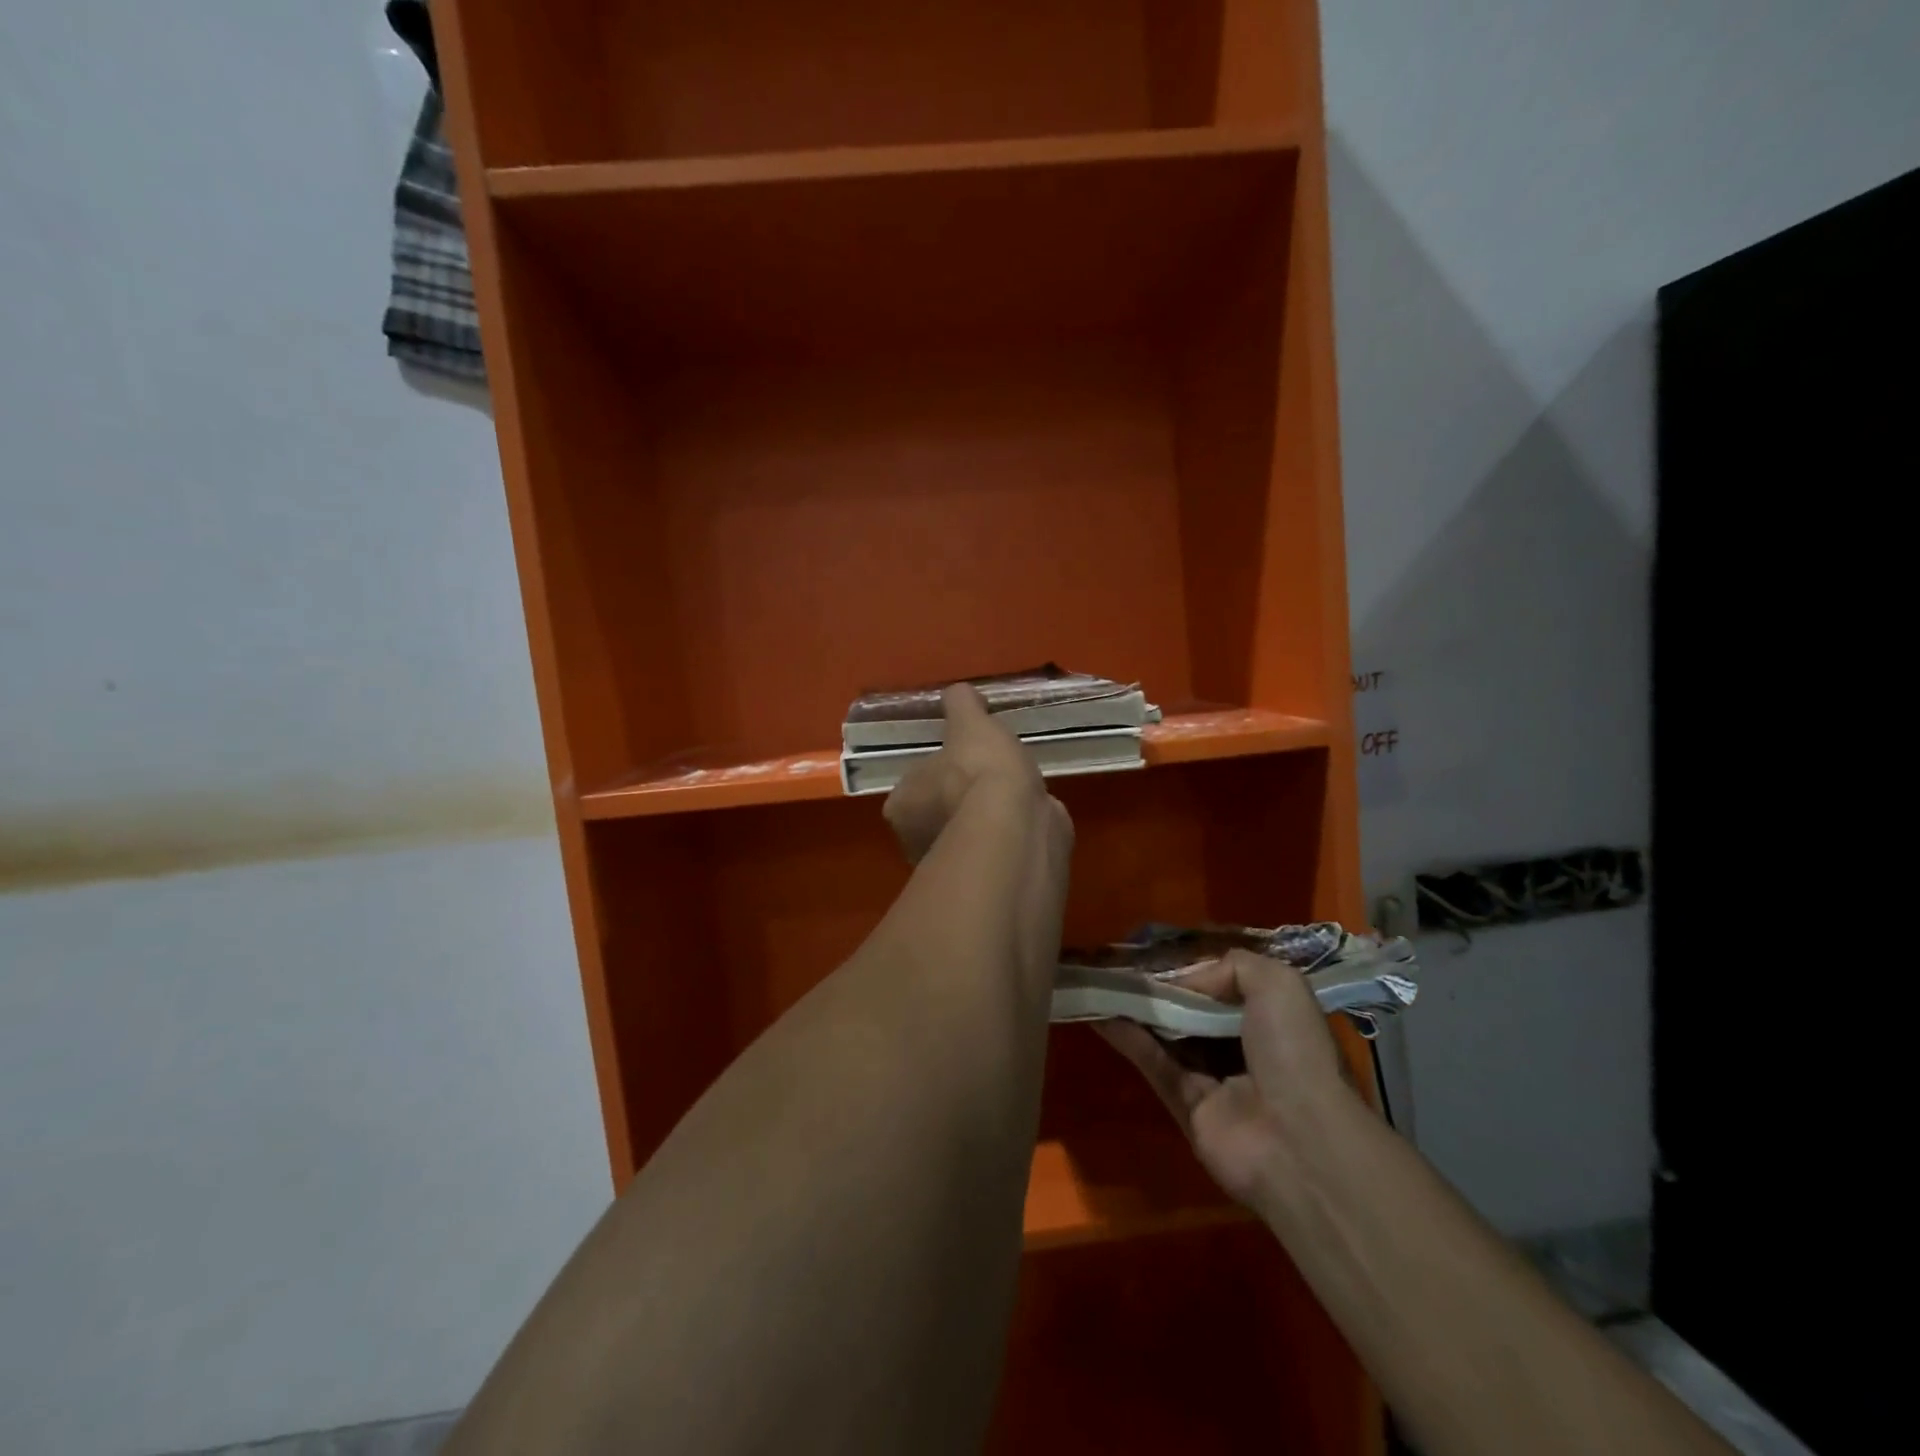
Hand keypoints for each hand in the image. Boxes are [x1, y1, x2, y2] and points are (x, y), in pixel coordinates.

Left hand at [882, 685, 1068, 864]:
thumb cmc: (979, 772)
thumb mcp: (969, 723)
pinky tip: (1029, 819)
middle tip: (992, 778)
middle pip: (938, 812)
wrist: (1015, 827)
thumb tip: (958, 693)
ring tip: (1016, 797)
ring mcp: (952, 865)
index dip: (939, 770)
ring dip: (986, 819)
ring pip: (967, 834)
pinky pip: (995, 849)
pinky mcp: (986, 879)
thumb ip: (962, 705)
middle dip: (961, 798)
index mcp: (901, 807)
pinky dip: (1009, 835)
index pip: (914, 785)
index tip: (963, 759)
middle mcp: (916, 841)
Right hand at [1097, 949, 1355, 1207]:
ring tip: (1101, 983)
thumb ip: (1232, 965)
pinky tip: (1102, 1015)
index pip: (1227, 987)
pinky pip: (1156, 1065)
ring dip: (1138, 1012)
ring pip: (1169, 1037)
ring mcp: (1216, 1081)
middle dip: (1160, 990)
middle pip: (1193, 1011)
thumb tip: (1185, 980)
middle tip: (1119, 965)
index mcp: (1273, 1020)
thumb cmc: (1294, 1052)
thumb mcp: (1278, 983)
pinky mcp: (1188, 1108)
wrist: (1299, 1139)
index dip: (1193, 971)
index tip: (1156, 954)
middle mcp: (1245, 1048)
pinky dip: (1130, 1040)